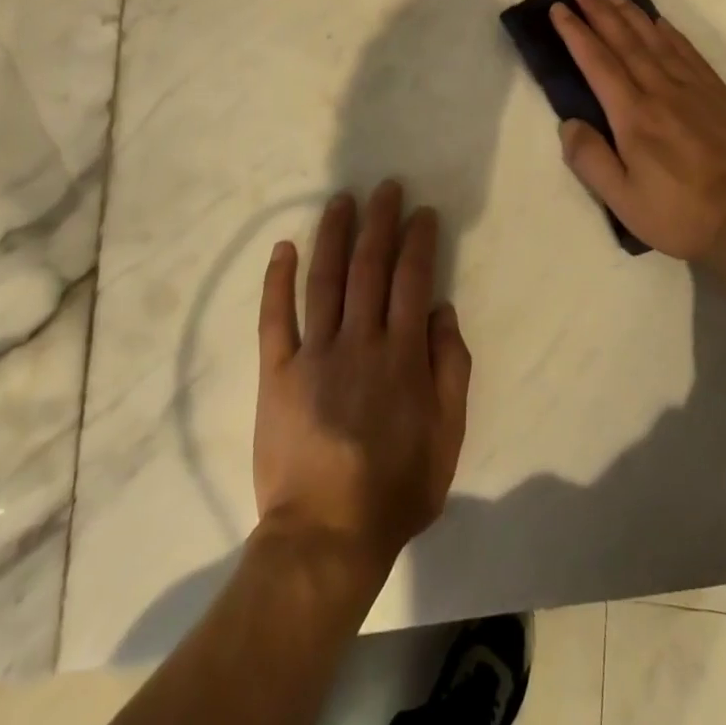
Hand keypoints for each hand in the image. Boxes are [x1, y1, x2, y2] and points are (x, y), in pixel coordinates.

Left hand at [253, 181, 471, 582]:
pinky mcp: (277, 373)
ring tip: (341, 200)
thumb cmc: (396, 488)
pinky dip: (277, 280)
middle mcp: (359, 341)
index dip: (418, 240)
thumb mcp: (448, 435)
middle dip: (379, 221)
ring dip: (333, 234)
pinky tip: (283, 247)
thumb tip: (441, 308)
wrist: (326, 537)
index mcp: (402, 354)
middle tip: (385, 187)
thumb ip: (451, 367)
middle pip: (369, 267)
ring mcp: (314, 354)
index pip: (413, 279)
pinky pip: (274, 318)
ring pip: (324, 279)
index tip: (421, 212)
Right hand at [550, 0, 725, 265]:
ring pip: (656, 40)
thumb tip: (569, 123)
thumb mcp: (622, 199)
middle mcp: (661, 91)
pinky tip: (660, 23)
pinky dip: (670, 32)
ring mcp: (694, 89)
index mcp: (633, 116)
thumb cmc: (679, 213)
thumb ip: (589, 159)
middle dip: (600, 13)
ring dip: (632, 15)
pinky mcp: (719, 95)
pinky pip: (689, 52)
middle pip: (625, 42)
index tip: (560, 10)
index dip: (576, 34)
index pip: (597, 63)